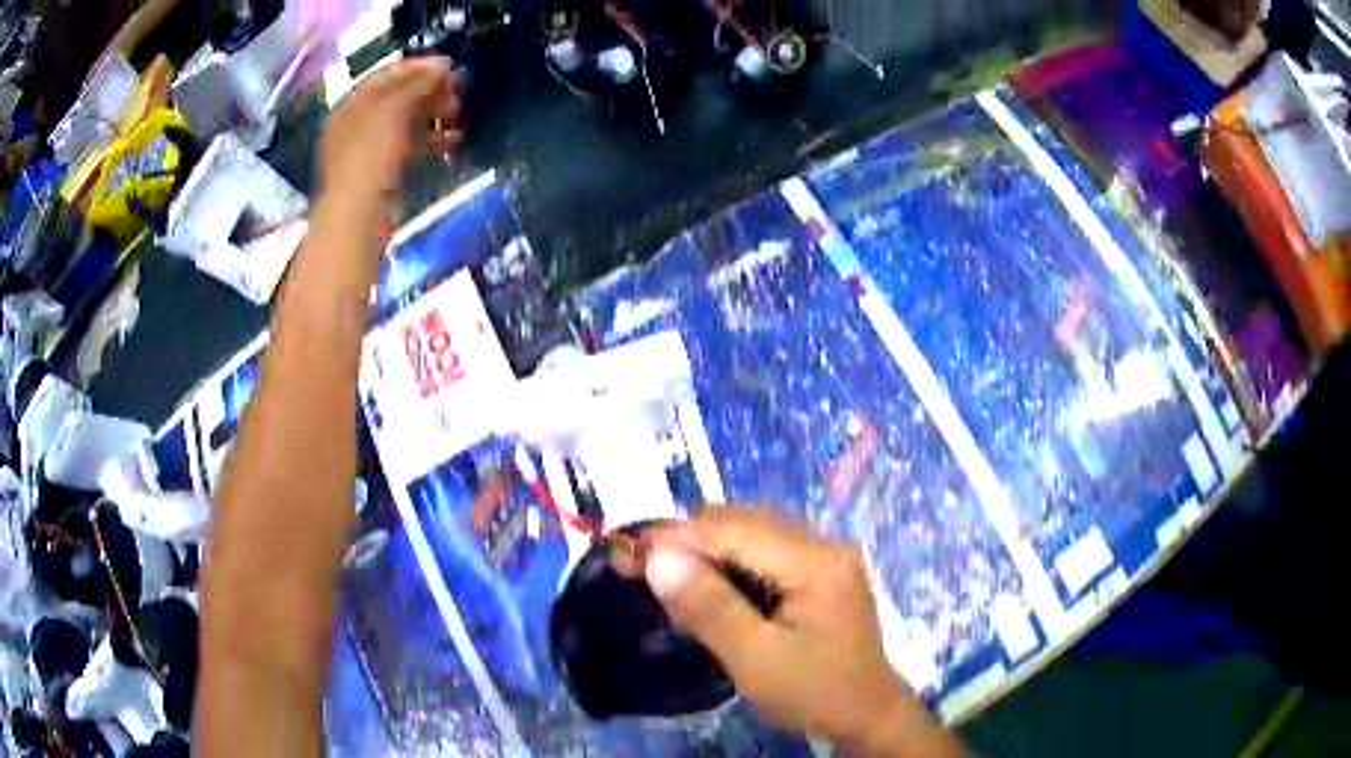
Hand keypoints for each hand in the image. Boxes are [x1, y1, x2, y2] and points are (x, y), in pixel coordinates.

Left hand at [317, 57, 461, 218]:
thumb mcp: (392, 113)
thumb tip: (440, 65)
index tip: (449, 65)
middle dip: (429, 91)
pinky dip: (429, 142)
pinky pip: (407, 149)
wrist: (355, 221)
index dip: (418, 67)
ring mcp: (366, 152)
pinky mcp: (379, 175)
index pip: (387, 75)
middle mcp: (356, 124)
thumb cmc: (369, 160)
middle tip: (459, 90)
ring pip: (404, 124)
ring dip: (433, 116)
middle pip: (397, 98)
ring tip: (459, 115)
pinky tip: (452, 143)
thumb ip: (417, 85)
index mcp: (352, 105)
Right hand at [645, 508, 965, 756]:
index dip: (679, 536)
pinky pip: (764, 550)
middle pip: (744, 523)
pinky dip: (728, 561)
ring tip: (667, 573)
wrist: (865, 712)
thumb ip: (709, 607)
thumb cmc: (813, 692)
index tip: (631, 550)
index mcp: (817, 561)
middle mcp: (824, 543)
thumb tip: (657, 558)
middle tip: (644, 566)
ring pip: (752, 532)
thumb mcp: (755, 659)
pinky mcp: (820, 570)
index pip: (736, 531)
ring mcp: (825, 555)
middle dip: (690, 539)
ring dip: (706, 548)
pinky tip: (707, 583)